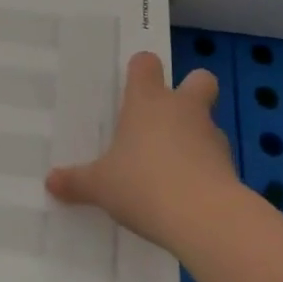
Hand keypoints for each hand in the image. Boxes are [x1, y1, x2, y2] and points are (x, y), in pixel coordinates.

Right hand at [45, 52, 237, 252]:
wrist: (205, 218)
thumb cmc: (143, 184)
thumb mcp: (101, 186)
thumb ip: (77, 181)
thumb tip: (50, 181)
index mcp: (147, 101)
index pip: (147, 63)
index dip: (142, 71)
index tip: (134, 86)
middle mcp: (182, 109)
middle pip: (199, 79)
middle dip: (191, 90)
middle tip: (170, 116)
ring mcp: (211, 136)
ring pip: (209, 123)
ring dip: (197, 138)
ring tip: (175, 169)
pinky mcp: (232, 168)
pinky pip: (217, 161)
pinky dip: (207, 172)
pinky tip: (189, 196)